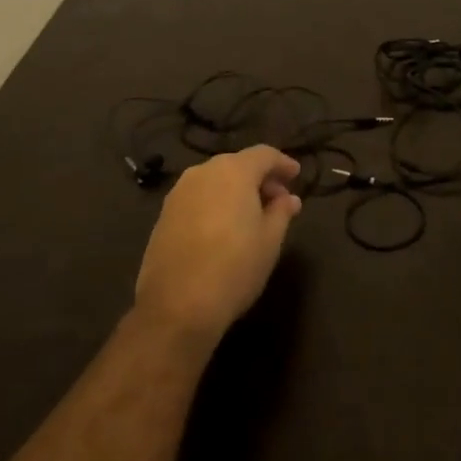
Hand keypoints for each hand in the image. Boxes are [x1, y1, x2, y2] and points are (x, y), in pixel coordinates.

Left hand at [136, 146, 302, 341]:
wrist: (176, 306)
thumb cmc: (234, 268)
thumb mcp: (270, 240)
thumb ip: (281, 212)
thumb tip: (289, 199)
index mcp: (233, 172)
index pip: (264, 154)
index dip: (283, 163)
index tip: (296, 176)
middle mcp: (202, 173)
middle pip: (237, 164)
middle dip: (260, 178)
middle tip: (278, 200)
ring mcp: (178, 193)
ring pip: (215, 181)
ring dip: (236, 191)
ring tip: (252, 216)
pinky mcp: (164, 216)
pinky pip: (198, 198)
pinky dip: (215, 203)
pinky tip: (224, 228)